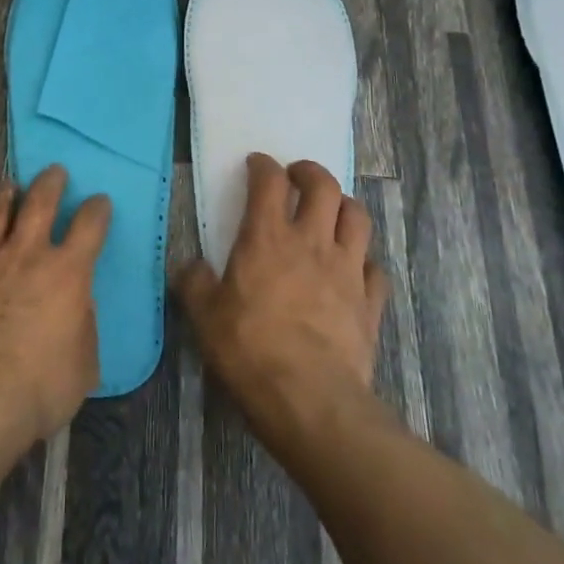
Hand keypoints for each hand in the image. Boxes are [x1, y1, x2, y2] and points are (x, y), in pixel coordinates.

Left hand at [0, 166, 110, 447]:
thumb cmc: (36, 387)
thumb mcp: (82, 366)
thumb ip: (82, 327)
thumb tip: (76, 308)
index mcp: (66, 273)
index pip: (89, 226)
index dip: (97, 210)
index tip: (99, 202)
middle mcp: (25, 254)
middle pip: (40, 202)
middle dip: (51, 183)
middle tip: (55, 171)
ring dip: (5, 195)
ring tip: (9, 186)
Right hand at [175, 153, 388, 440]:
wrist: (310, 399)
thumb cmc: (250, 350)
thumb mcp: (204, 316)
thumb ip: (194, 283)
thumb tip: (188, 267)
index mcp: (267, 238)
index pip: (269, 182)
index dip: (263, 166)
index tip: (257, 164)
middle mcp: (312, 242)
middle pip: (323, 187)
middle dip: (310, 173)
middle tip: (298, 176)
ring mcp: (347, 270)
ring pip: (357, 217)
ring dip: (344, 205)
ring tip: (332, 210)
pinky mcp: (370, 302)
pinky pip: (375, 268)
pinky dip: (364, 260)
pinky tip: (354, 268)